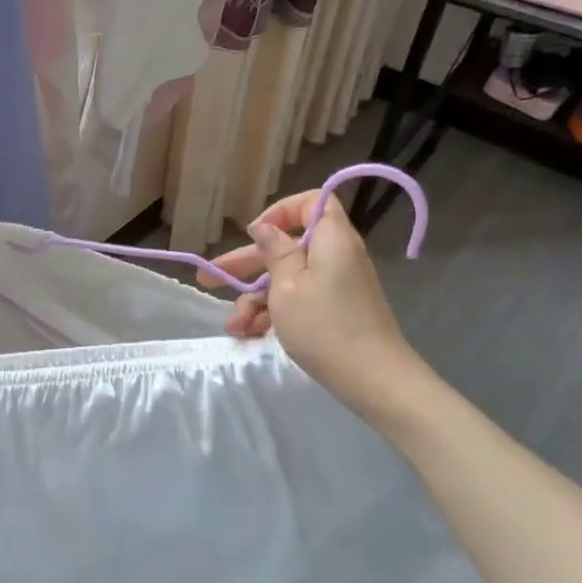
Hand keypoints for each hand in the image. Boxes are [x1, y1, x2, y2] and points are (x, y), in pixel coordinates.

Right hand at [205, 191, 428, 422]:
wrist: (372, 379)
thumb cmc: (324, 326)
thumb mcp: (287, 286)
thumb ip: (274, 251)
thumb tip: (265, 227)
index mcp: (331, 239)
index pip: (310, 203)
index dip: (279, 212)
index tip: (253, 234)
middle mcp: (335, 256)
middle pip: (286, 246)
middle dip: (246, 264)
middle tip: (209, 278)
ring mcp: (335, 286)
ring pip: (286, 278)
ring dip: (255, 299)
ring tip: (233, 326)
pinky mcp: (333, 310)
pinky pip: (298, 300)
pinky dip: (273, 313)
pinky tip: (249, 334)